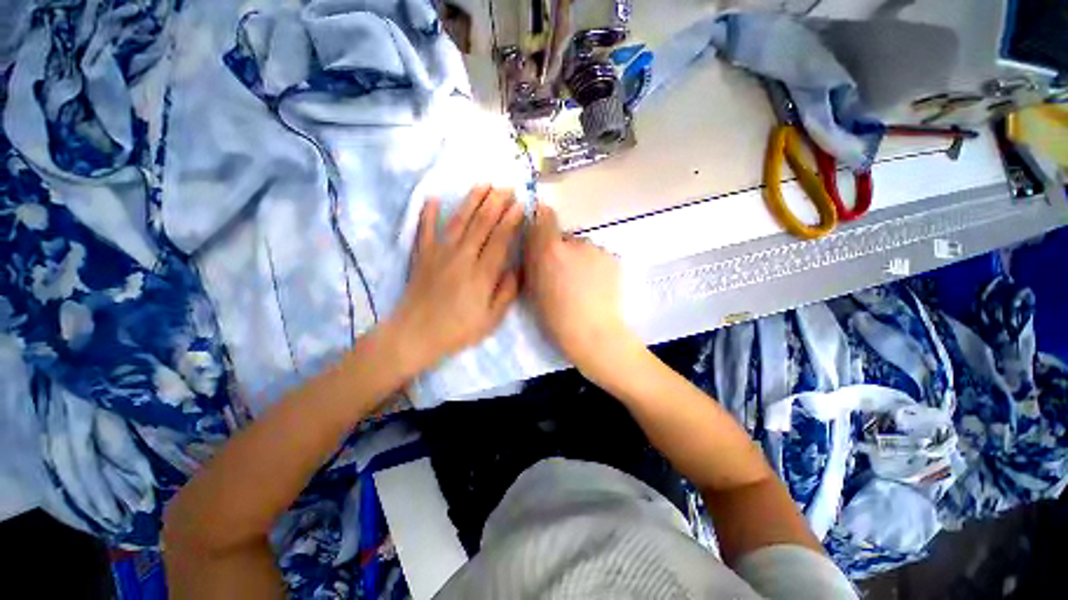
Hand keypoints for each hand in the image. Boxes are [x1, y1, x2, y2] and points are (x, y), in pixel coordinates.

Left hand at [391, 186, 522, 369]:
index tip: (520, 204)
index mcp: (481, 274)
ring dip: (471, 201)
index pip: (500, 239)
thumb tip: (516, 269)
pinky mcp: (421, 256)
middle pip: (481, 224)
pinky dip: (427, 214)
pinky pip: (424, 230)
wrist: (415, 335)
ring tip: (483, 185)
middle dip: (495, 203)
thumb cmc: (458, 330)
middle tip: (507, 187)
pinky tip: (432, 199)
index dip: (511, 220)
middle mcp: (462, 257)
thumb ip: (506, 292)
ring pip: (458, 221)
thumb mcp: (491, 319)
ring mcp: (439, 253)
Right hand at [522, 204, 638, 371]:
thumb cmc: (555, 316)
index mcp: (551, 250)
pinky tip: (596, 285)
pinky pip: (597, 257)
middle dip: (561, 249)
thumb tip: (532, 238)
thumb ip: (531, 259)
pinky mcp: (613, 258)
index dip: (542, 218)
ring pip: (583, 248)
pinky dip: (594, 266)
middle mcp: (575, 242)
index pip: (545, 216)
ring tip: (582, 283)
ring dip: (579, 258)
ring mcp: (598, 250)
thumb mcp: (533, 288)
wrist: (593, 332)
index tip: (541, 227)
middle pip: (564, 237)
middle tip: (563, 273)